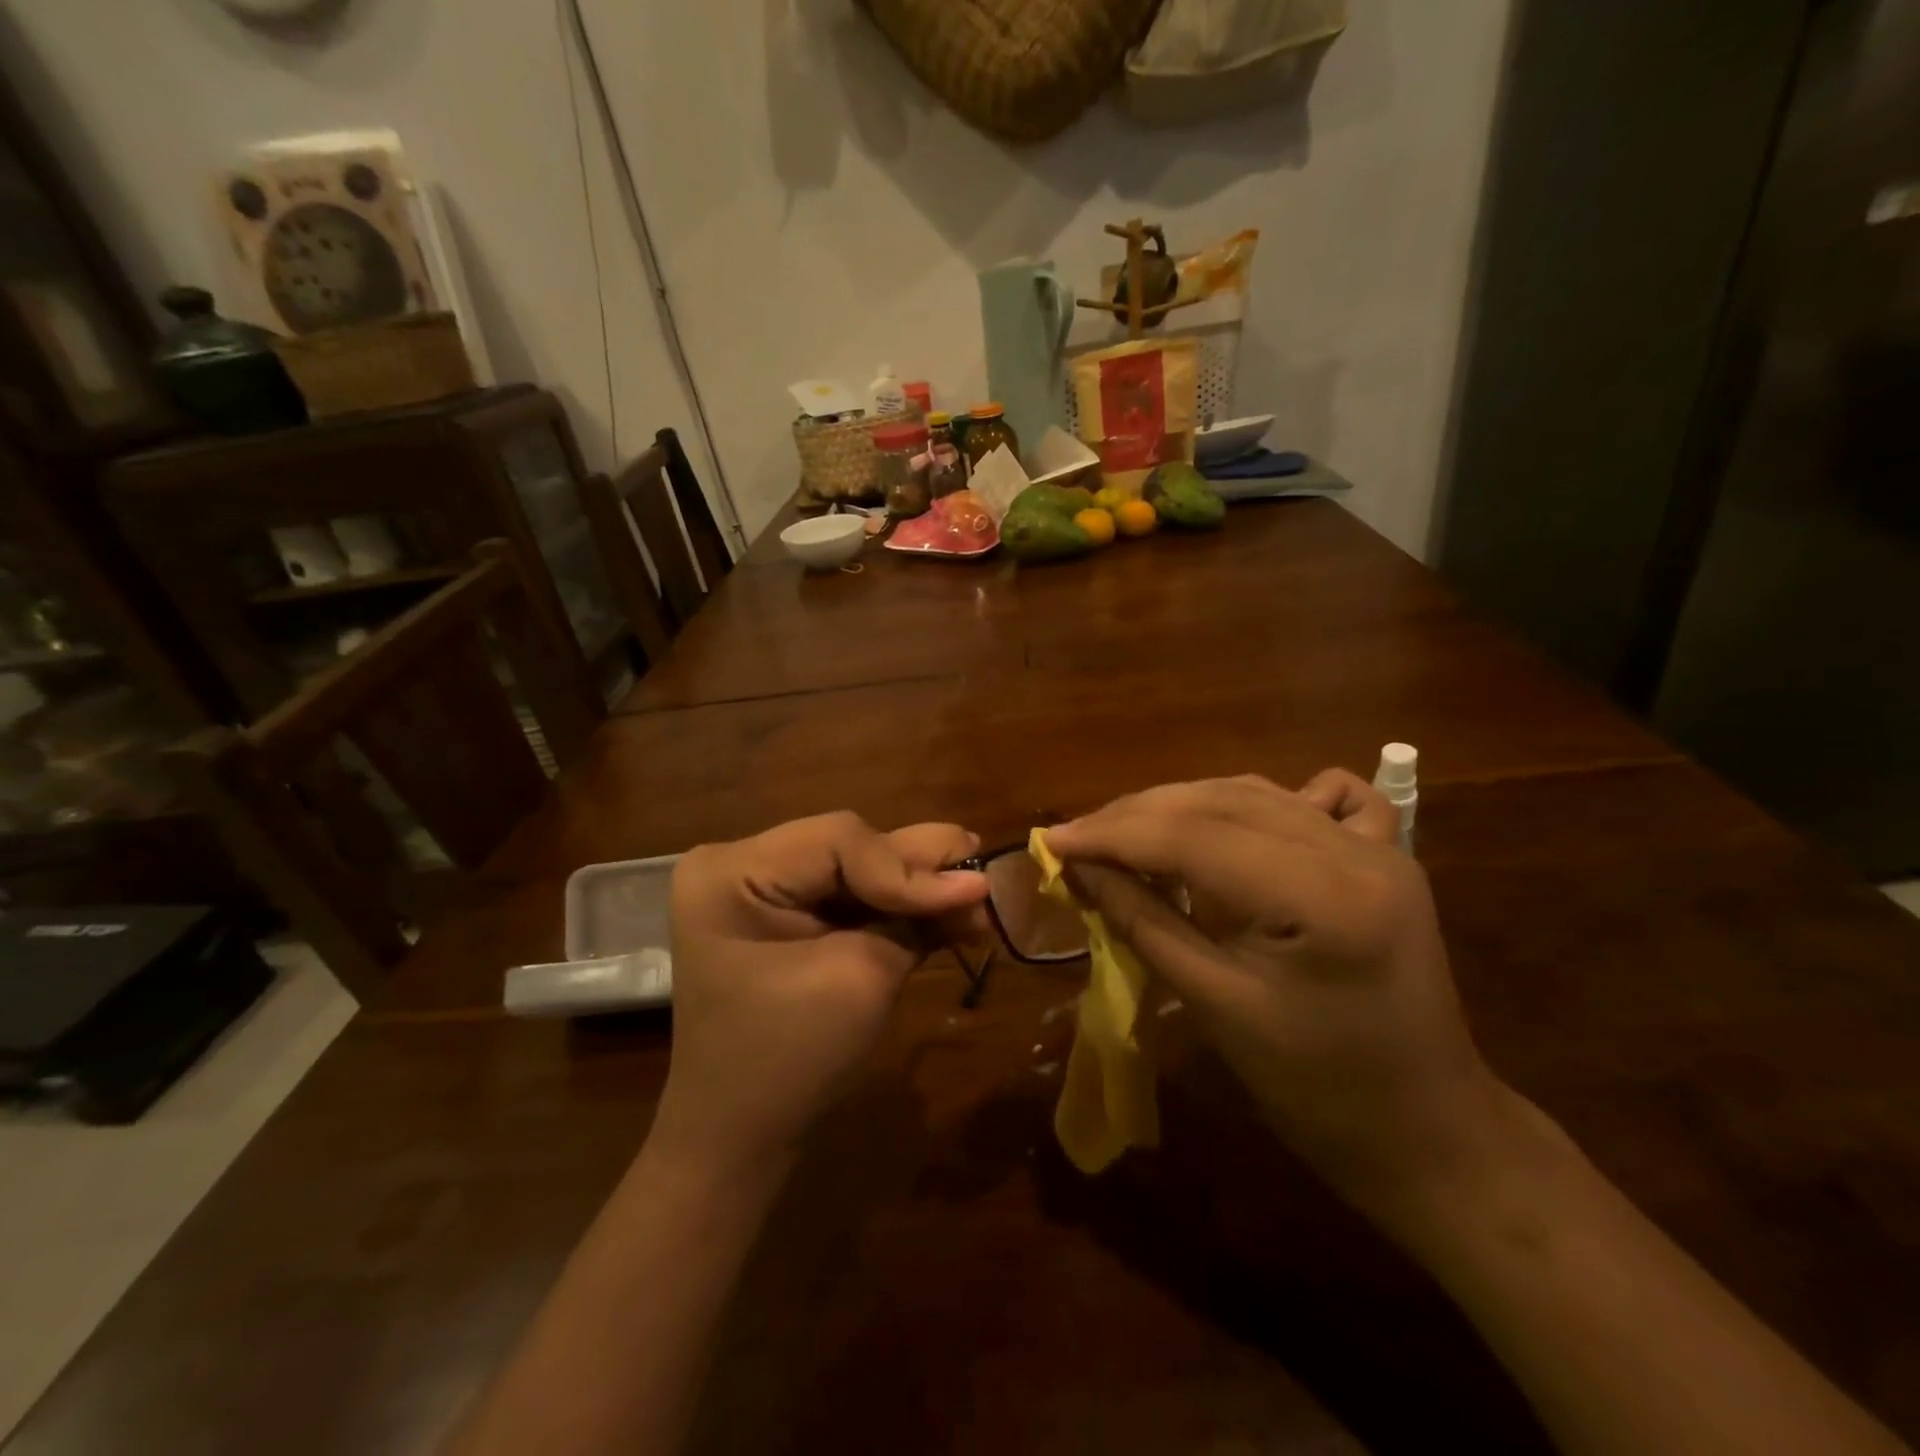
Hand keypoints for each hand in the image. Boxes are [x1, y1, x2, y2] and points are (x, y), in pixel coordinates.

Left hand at [653, 813, 988, 1171]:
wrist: (739, 1143)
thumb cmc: (788, 1062)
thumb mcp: (858, 979)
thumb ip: (914, 919)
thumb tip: (978, 881)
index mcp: (732, 871)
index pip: (839, 839)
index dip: (908, 867)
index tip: (971, 896)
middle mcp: (741, 865)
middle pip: (850, 847)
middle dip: (918, 870)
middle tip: (983, 877)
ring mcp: (762, 891)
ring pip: (858, 870)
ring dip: (916, 889)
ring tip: (975, 900)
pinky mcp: (786, 918)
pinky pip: (849, 899)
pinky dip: (897, 910)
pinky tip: (948, 919)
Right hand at [1044, 775, 1510, 1221]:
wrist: (1428, 1131)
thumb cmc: (1316, 1090)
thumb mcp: (1216, 1006)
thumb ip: (1143, 921)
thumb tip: (1081, 868)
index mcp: (1321, 896)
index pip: (1193, 837)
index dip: (1113, 834)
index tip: (1051, 840)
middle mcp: (1355, 850)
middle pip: (1220, 802)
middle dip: (1137, 815)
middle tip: (1077, 837)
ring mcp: (1378, 845)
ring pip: (1255, 794)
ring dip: (1182, 805)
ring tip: (1124, 831)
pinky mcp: (1385, 854)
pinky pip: (1315, 800)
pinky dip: (1258, 802)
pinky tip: (1230, 821)